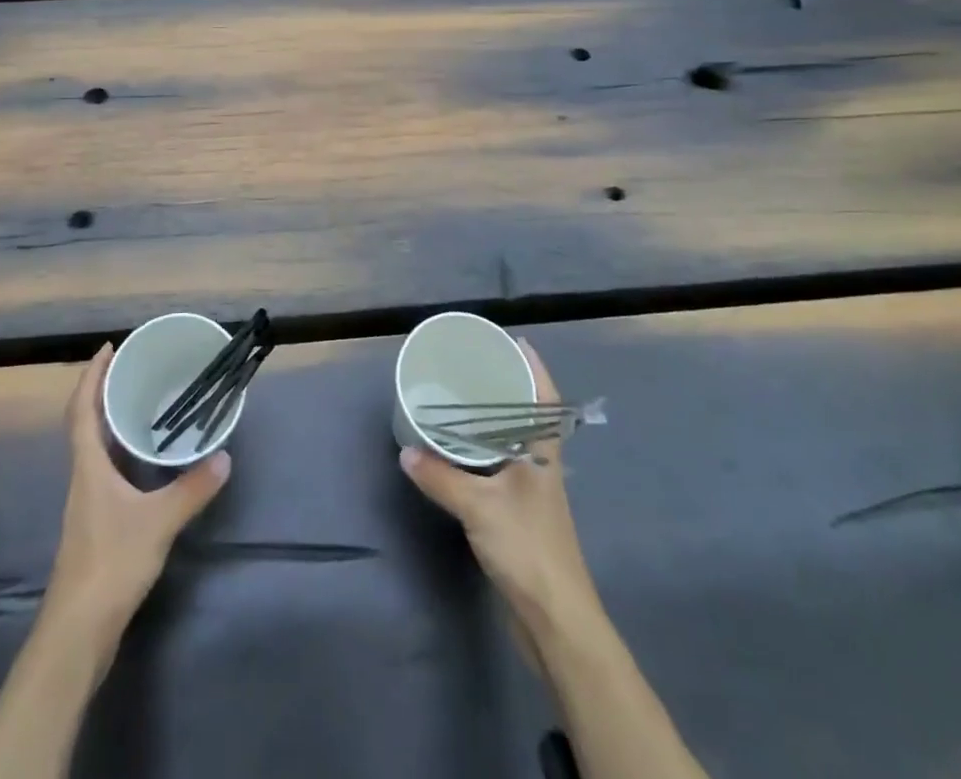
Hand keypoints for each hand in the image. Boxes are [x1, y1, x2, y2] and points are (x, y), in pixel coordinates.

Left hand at [47, 344, 230, 626]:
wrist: (78, 629)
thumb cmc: (111, 563)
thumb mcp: (159, 522)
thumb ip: (192, 489)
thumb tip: (224, 456)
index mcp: (88, 465)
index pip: (82, 408)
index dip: (91, 375)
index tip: (109, 347)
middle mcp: (82, 476)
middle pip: (85, 421)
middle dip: (103, 390)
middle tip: (132, 367)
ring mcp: (86, 501)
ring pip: (94, 446)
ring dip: (110, 418)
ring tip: (141, 400)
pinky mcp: (95, 521)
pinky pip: (104, 467)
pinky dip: (119, 449)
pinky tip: (144, 456)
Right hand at [398, 339, 592, 620]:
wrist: (555, 619)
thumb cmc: (526, 548)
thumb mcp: (478, 507)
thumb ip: (440, 477)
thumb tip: (405, 451)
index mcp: (543, 452)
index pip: (545, 397)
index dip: (534, 367)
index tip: (514, 341)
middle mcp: (542, 463)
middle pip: (529, 414)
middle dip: (507, 387)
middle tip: (474, 364)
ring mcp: (534, 490)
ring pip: (515, 441)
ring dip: (494, 419)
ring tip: (462, 399)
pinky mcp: (522, 514)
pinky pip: (502, 465)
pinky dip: (484, 450)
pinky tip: (461, 451)